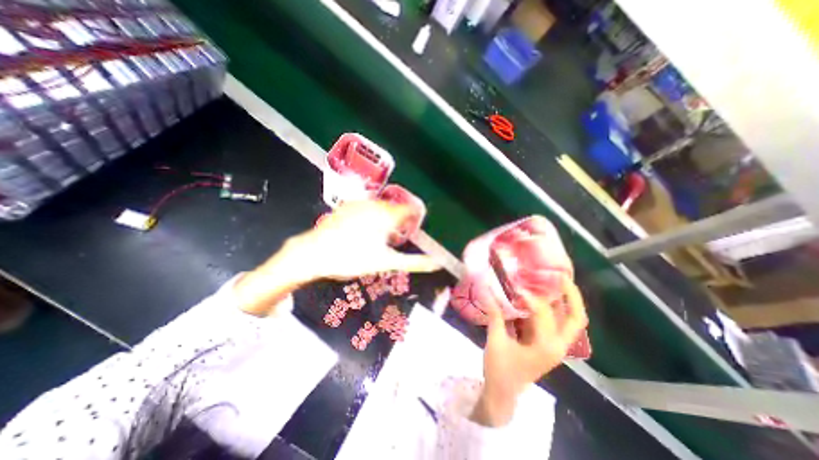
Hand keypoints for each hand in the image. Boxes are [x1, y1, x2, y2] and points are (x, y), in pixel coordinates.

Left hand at [233, 202, 438, 315]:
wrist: (314, 253)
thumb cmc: (352, 258)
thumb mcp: (386, 262)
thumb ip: (414, 262)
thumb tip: (437, 264)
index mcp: (387, 215)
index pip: (411, 209)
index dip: (416, 217)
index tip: (414, 230)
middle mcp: (375, 204)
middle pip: (396, 208)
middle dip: (400, 221)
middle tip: (397, 238)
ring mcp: (360, 203)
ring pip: (382, 207)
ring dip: (386, 219)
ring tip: (380, 237)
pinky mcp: (347, 206)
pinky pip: (367, 208)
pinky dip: (372, 216)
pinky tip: (364, 231)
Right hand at [473, 280, 588, 427]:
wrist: (503, 395)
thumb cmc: (500, 371)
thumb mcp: (496, 341)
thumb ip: (494, 315)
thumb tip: (487, 291)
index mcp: (546, 346)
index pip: (542, 313)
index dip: (528, 296)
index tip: (514, 285)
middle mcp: (557, 345)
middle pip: (575, 318)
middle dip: (571, 296)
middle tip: (560, 276)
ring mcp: (554, 346)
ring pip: (567, 320)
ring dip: (562, 300)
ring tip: (552, 281)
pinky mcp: (546, 344)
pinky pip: (554, 323)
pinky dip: (550, 308)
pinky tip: (538, 297)